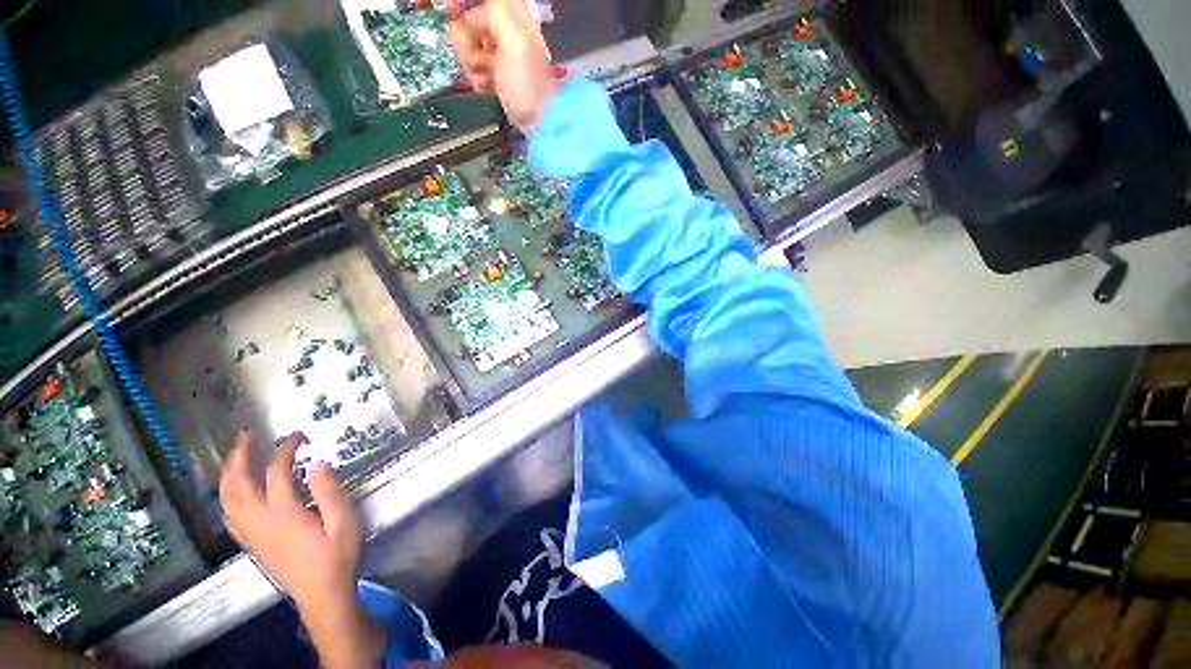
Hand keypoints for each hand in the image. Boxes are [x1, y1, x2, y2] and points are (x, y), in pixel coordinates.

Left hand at [219, 432, 383, 668]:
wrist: (322, 595)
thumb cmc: (337, 557)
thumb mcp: (344, 523)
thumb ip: (330, 492)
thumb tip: (317, 463)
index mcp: (284, 514)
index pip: (276, 473)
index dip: (285, 450)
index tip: (298, 435)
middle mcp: (260, 522)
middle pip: (238, 484)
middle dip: (239, 457)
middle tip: (246, 436)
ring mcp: (251, 534)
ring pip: (227, 500)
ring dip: (228, 474)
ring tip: (236, 457)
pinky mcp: (252, 544)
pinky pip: (229, 516)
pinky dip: (227, 497)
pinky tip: (233, 492)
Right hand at [447, 0, 559, 132]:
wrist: (539, 124)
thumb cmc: (528, 86)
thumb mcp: (514, 42)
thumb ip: (496, 12)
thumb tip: (474, 9)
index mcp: (514, 15)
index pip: (482, 0)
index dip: (464, 3)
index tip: (451, 11)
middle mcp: (505, 30)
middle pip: (468, 20)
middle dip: (466, 41)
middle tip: (483, 60)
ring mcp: (500, 53)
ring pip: (468, 46)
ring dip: (472, 64)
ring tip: (490, 79)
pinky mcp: (496, 73)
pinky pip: (474, 67)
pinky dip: (478, 78)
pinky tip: (490, 88)